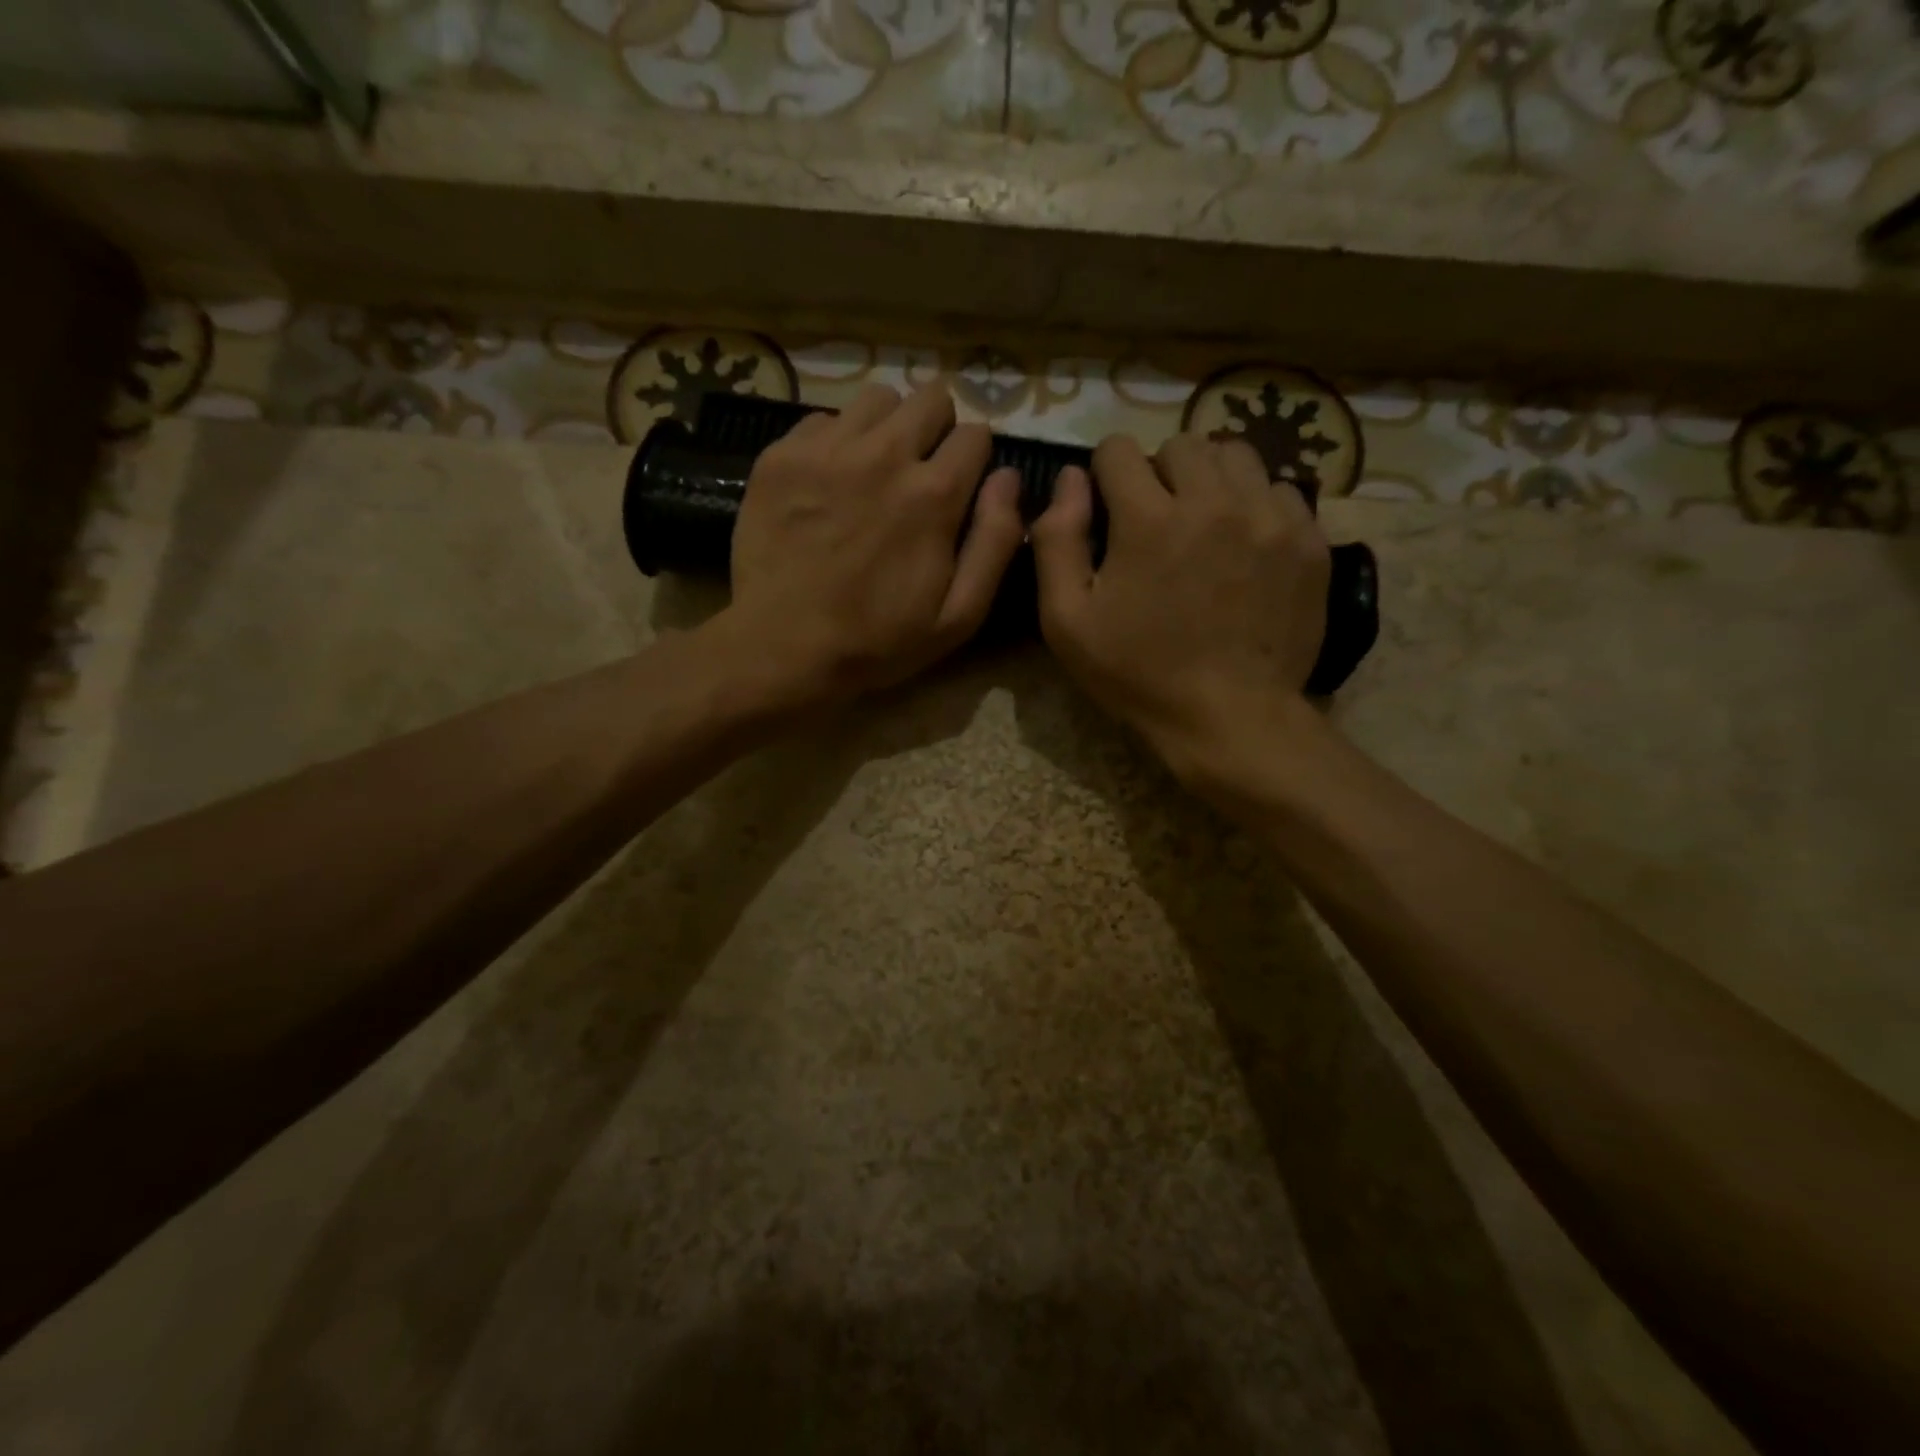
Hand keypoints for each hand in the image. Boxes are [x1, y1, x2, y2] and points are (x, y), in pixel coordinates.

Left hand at [720, 382, 1024, 706]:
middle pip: (930, 398)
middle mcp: (884, 454)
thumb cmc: (878, 641)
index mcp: (933, 493)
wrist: (783, 647)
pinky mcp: (782, 455)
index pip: (976, 434)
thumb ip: (994, 542)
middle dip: (937, 430)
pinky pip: (823, 419)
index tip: (960, 489)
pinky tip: (829, 483)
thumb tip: (1009, 478)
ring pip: (877, 399)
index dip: (974, 461)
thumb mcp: (959, 615)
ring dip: (887, 428)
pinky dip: (835, 442)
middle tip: (921, 472)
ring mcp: (827, 449)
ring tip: (874, 470)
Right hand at [1031, 433, 1330, 793]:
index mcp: (1149, 520)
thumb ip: (1056, 541)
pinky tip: (1245, 545)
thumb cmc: (1138, 674)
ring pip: (1236, 457)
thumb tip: (1069, 479)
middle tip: (1156, 520)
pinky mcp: (1309, 541)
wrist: (1230, 718)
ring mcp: (1270, 518)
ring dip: (1210, 480)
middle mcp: (1214, 502)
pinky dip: (1256, 506)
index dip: (1105, 475)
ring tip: (1204, 524)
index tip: (1110, 510)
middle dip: (1159, 472)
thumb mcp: (1066, 621)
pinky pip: (1281, 491)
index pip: (1119, 449)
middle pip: (1182, 444)